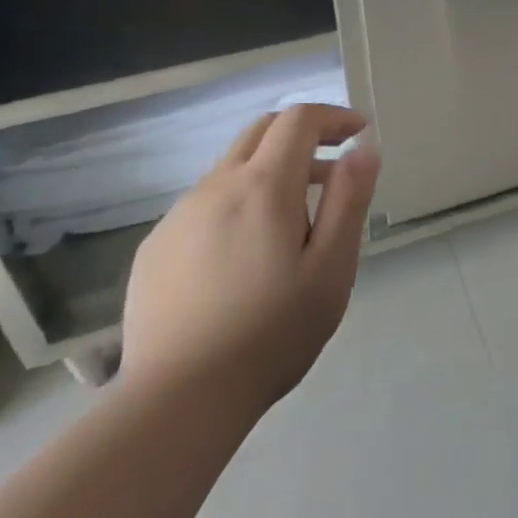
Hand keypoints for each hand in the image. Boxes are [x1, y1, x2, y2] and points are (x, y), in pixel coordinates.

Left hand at [120, 104, 379, 416]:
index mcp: (263, 187)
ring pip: (231, 169)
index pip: (298, 120)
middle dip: (302, 134)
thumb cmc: (272, 333)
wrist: (178, 400)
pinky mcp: (155, 247)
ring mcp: (178, 216)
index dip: (333, 117)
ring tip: (294, 223)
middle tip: (332, 168)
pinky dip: (237, 204)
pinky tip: (244, 256)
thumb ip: (349, 200)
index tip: (358, 133)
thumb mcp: (331, 268)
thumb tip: (363, 148)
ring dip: (269, 172)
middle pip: (261, 131)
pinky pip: (204, 204)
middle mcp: (215, 187)